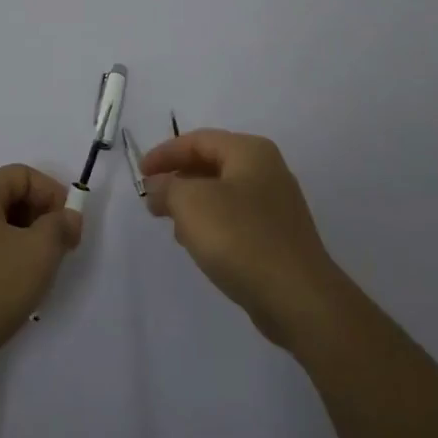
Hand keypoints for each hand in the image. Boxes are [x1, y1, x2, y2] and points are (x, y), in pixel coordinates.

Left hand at [0, 165, 82, 390]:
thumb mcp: (36, 255)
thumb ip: (59, 228)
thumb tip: (67, 217)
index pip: (24, 176)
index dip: (55, 197)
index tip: (71, 232)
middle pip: (7, 200)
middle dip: (39, 224)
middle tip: (57, 256)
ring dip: (21, 248)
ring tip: (34, 281)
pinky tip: (6, 297)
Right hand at [139, 129, 344, 347]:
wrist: (298, 298)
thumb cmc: (240, 238)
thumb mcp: (190, 203)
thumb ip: (167, 187)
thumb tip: (158, 186)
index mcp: (250, 151)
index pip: (198, 140)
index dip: (164, 154)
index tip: (140, 174)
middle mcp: (267, 170)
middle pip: (212, 163)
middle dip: (178, 178)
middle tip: (152, 198)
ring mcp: (276, 204)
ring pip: (223, 192)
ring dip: (193, 203)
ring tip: (171, 223)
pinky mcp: (278, 236)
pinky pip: (236, 218)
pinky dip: (212, 223)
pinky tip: (200, 245)